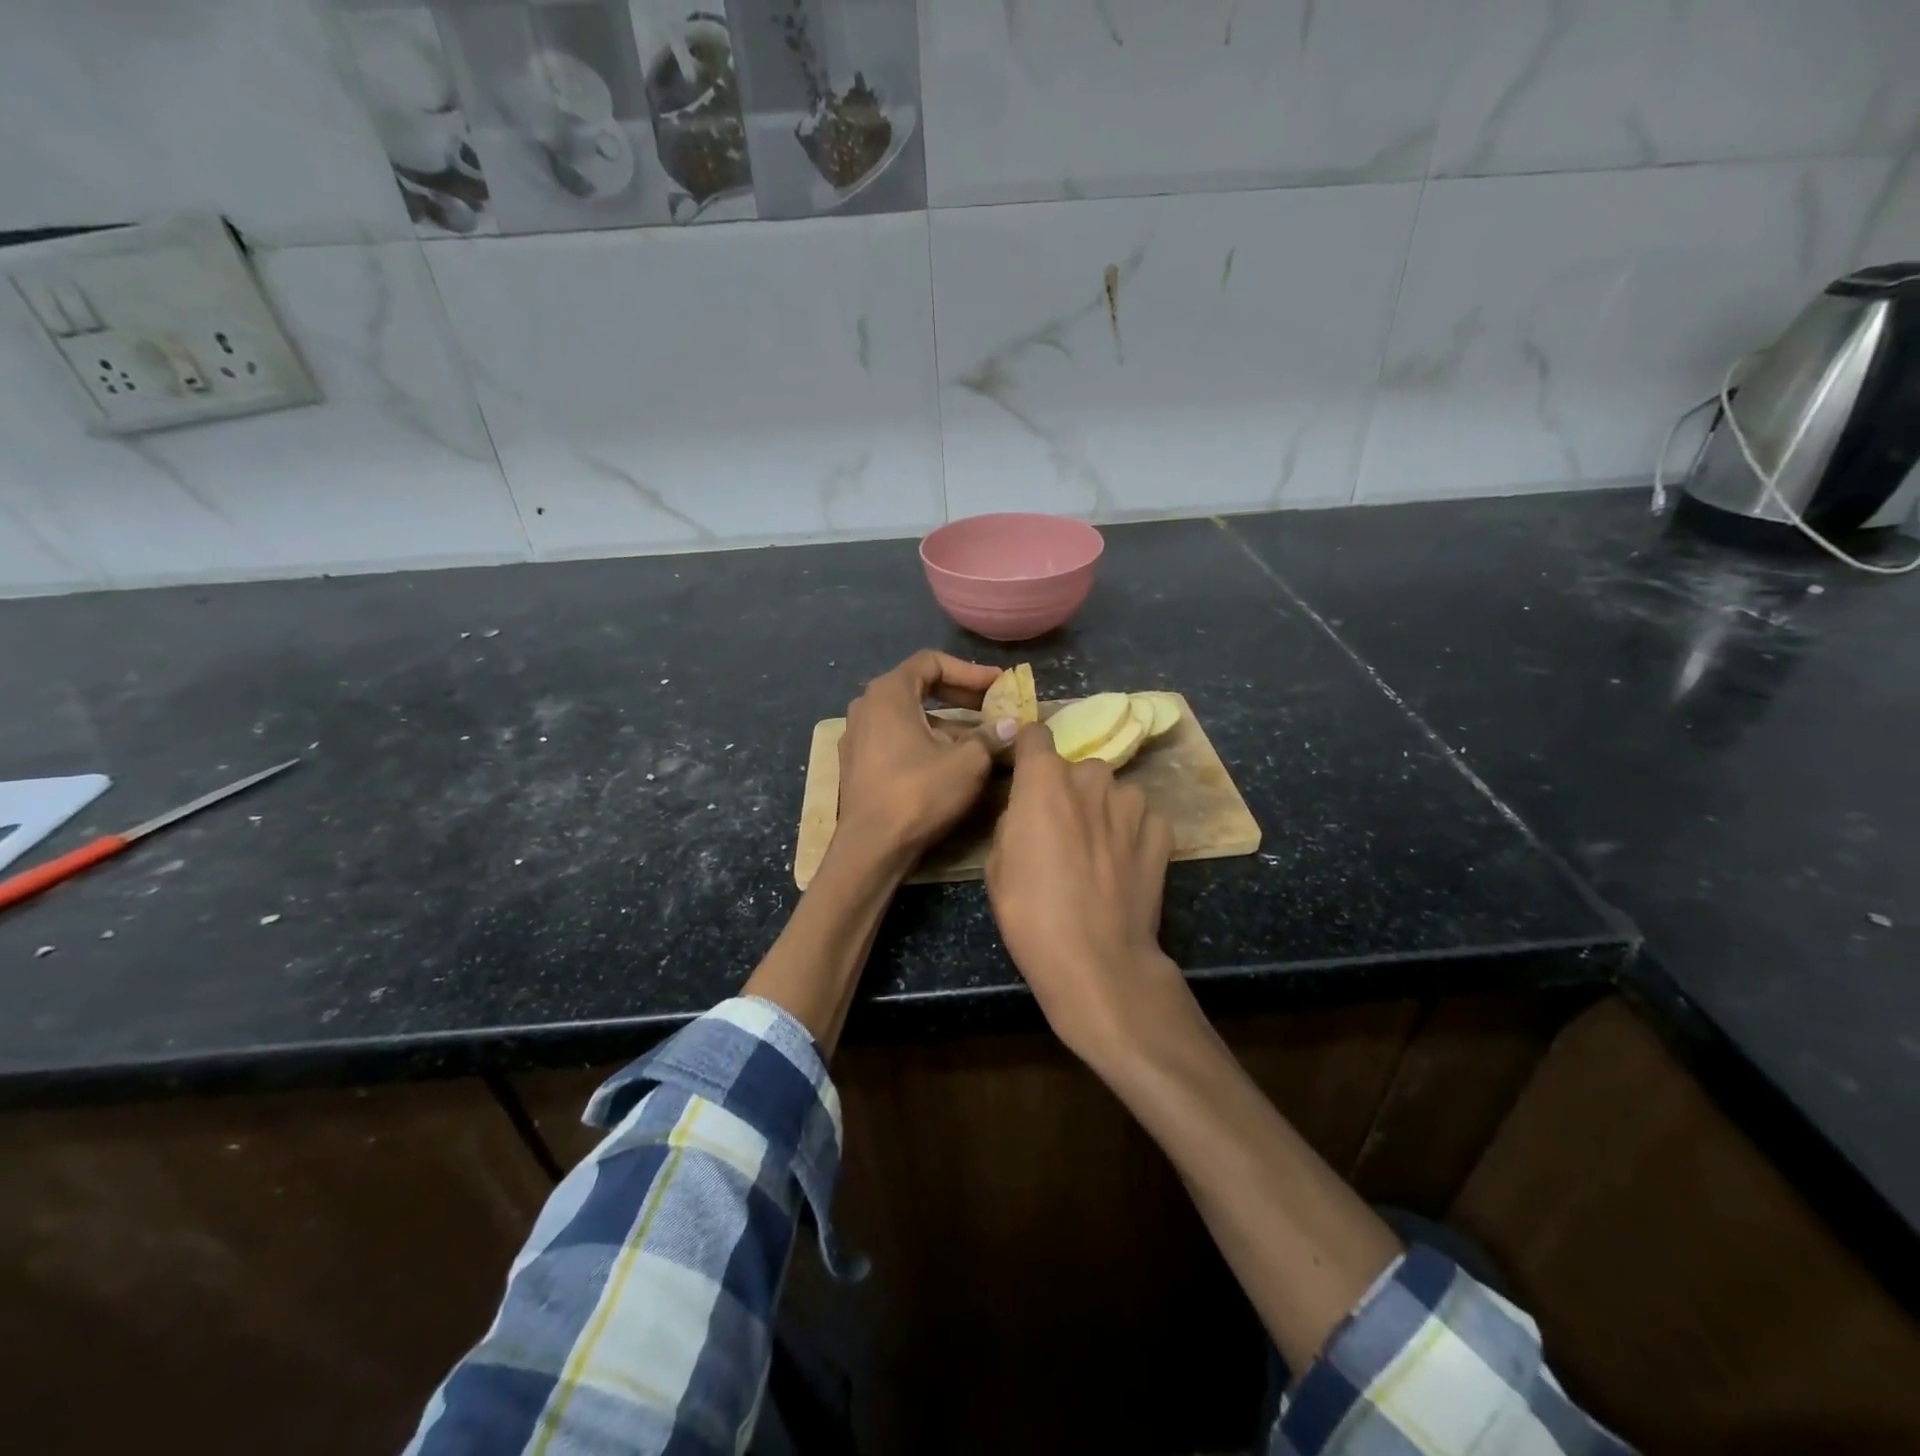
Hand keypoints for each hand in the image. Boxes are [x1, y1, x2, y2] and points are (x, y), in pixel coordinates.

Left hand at [835, 650, 1010, 862]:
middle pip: (918, 686)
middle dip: (959, 695)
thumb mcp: (968, 762)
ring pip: (908, 716)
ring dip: (944, 722)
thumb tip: (1011, 724)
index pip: (932, 662)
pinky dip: (924, 740)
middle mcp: (866, 706)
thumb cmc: (919, 793)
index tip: (998, 685)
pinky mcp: (856, 763)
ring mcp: (857, 735)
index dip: (969, 671)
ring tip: (978, 739)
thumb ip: (990, 736)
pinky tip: (948, 762)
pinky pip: (894, 738)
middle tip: (991, 707)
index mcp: (888, 693)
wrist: (871, 847)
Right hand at [986, 724, 1186, 1065]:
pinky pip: (1141, 819)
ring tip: (1097, 853)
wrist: (1096, 959)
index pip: (1036, 735)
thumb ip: (1015, 820)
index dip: (1029, 752)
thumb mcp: (998, 864)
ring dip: (1103, 811)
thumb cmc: (1031, 912)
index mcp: (1044, 780)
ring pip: (1112, 793)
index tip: (1027, 771)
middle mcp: (1091, 778)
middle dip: (1069, 790)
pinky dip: (1131, 834)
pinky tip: (1123, 866)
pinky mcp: (1161, 832)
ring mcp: (1132, 803)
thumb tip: (1029, 811)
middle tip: (1063, 831)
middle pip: (1077, 769)